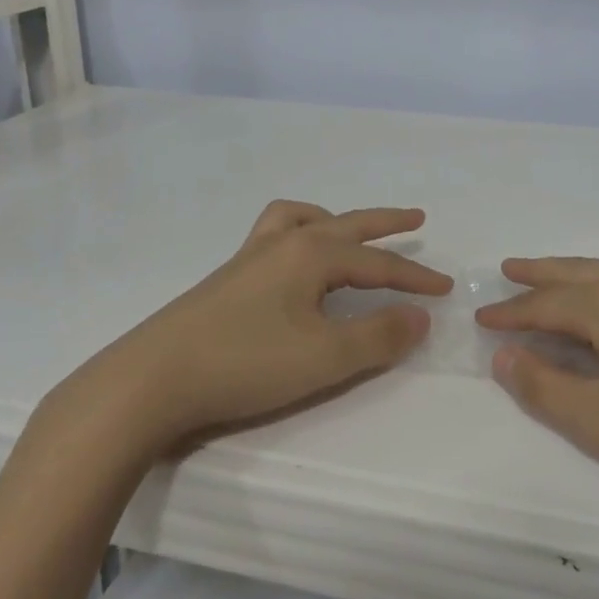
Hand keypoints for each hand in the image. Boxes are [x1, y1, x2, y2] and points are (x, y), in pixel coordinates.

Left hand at [46, 202, 450, 461]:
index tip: (446, 289)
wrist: (152, 380)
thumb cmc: (246, 364)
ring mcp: (252, 254)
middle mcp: (286, 241)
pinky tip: (294, 260)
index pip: (379, 263)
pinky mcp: (229, 275)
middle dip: (386, 223)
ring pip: (304, 219)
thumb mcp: (325, 358)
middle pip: (348, 225)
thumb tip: (420, 316)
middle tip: (417, 218)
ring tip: (348, 231)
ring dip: (336, 219)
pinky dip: (298, 231)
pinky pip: (275, 233)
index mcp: (313, 254)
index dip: (416, 277)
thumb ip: (378, 336)